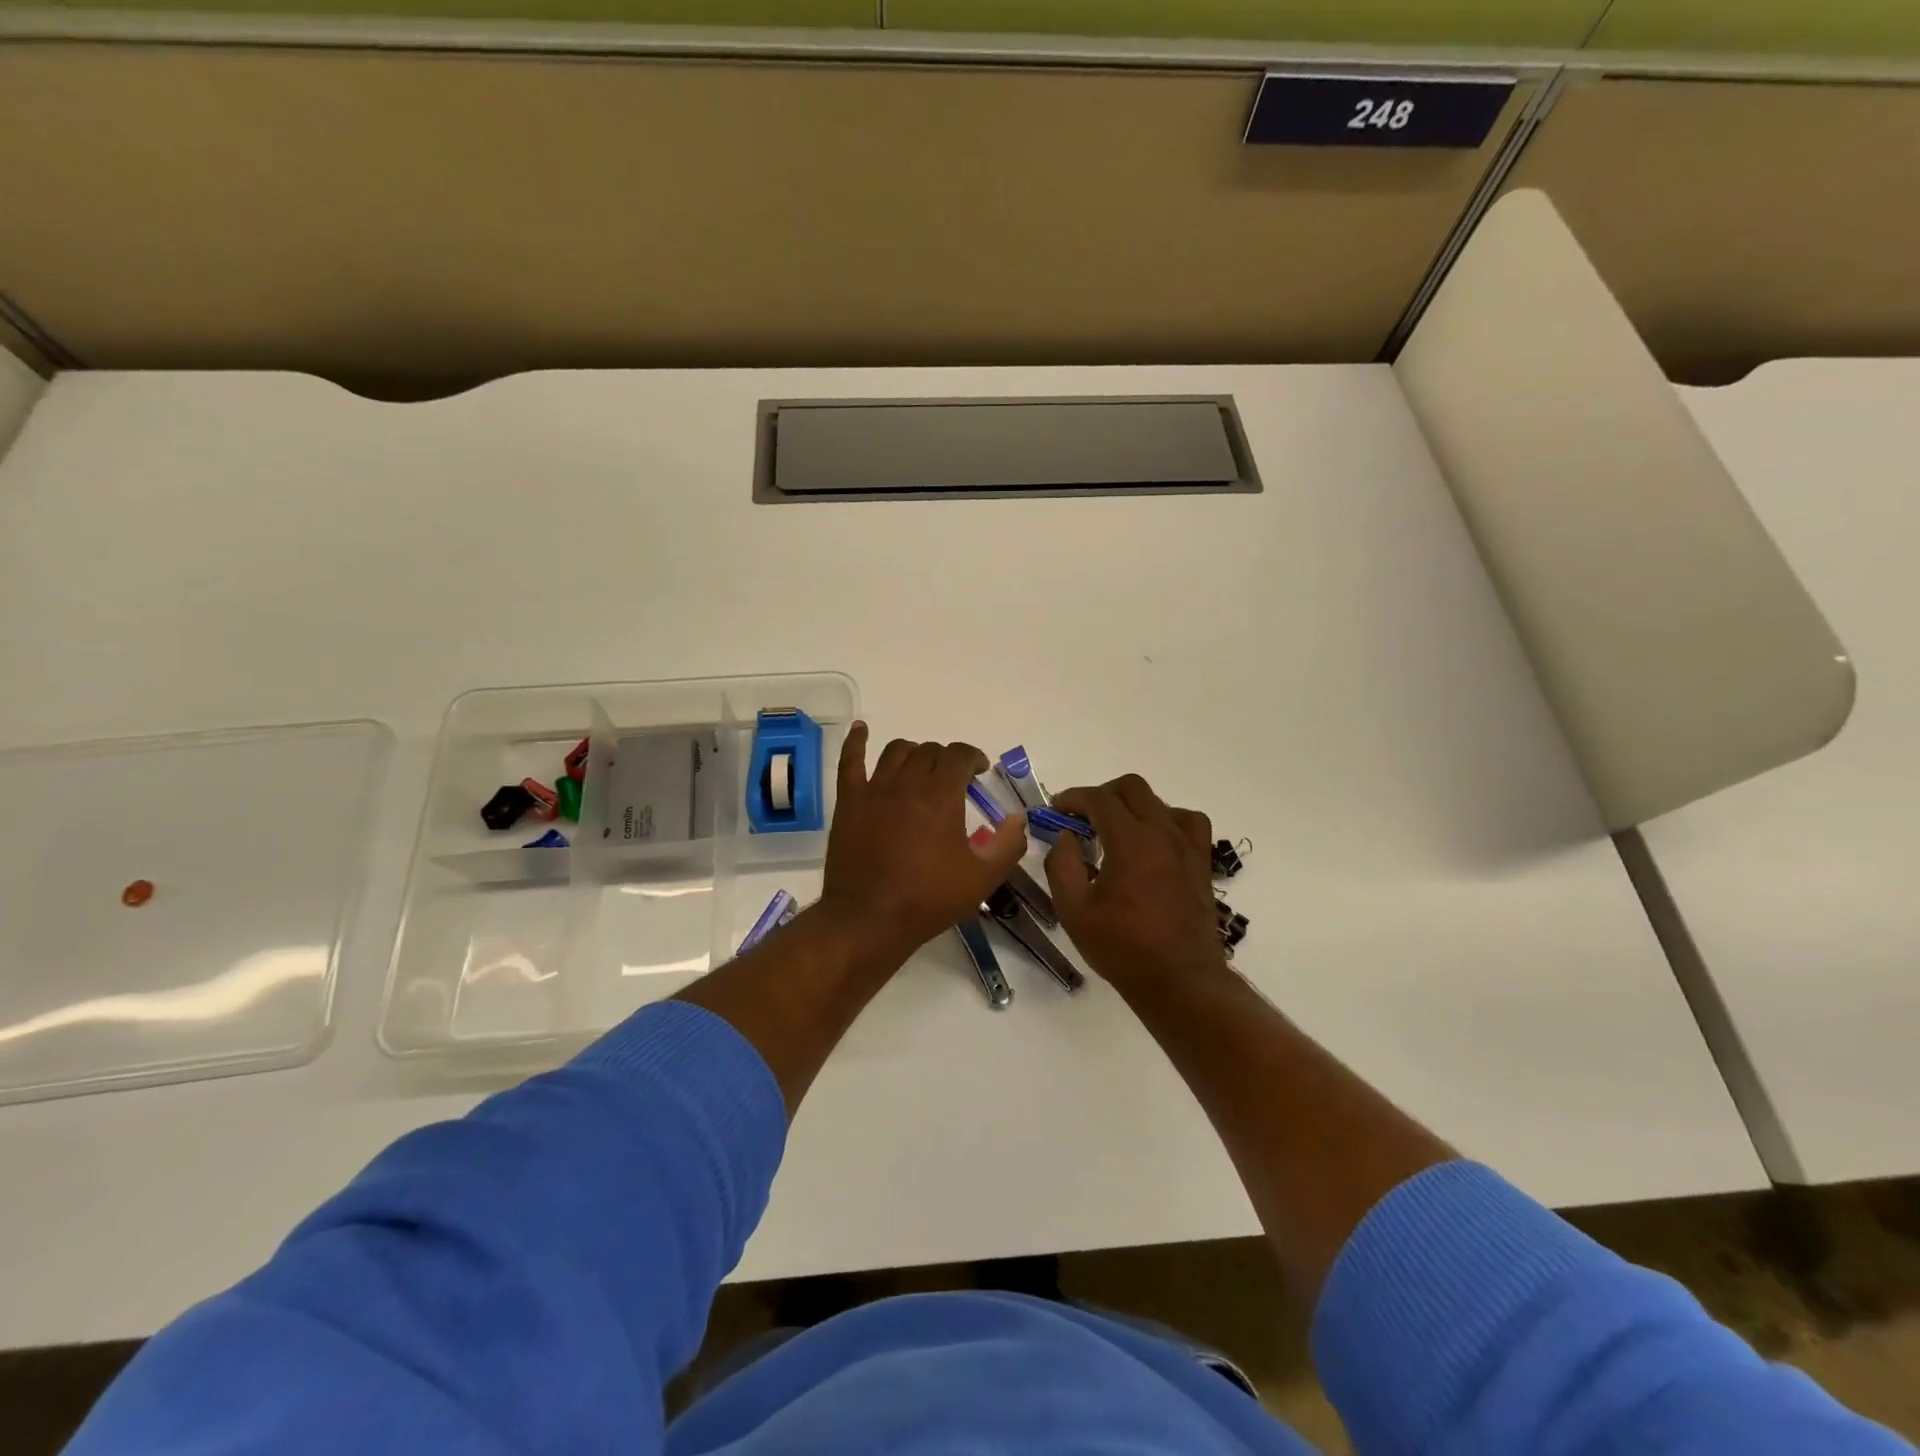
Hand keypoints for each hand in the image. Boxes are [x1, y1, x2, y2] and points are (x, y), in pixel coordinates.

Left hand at [819, 723, 1028, 958]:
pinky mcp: (849, 802)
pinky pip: (850, 762)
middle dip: (946, 758)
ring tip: (920, 766)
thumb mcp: (982, 878)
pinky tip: (861, 730)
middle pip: (929, 750)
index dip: (973, 756)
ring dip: (914, 752)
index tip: (979, 770)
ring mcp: (874, 790)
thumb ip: (1008, 844)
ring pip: (896, 751)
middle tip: (953, 778)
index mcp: (941, 797)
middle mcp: (907, 783)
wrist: (869, 919)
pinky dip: (857, 742)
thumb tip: (1018, 818)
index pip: (959, 755)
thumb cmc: (929, 900)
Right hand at [1044, 774, 1224, 993]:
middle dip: (1102, 794)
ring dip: (1133, 806)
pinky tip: (1154, 841)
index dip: (1073, 798)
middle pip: (1132, 788)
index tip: (1056, 809)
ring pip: (1160, 802)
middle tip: (1082, 817)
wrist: (1180, 980)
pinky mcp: (1201, 863)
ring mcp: (1187, 847)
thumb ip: (1062, 865)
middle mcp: (1162, 834)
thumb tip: (1065, 836)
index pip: (1099, 799)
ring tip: (1116, 830)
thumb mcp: (1074, 910)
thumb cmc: (1122, 947)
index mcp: (1130, 842)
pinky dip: (1167, 820)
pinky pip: (1189, 823)